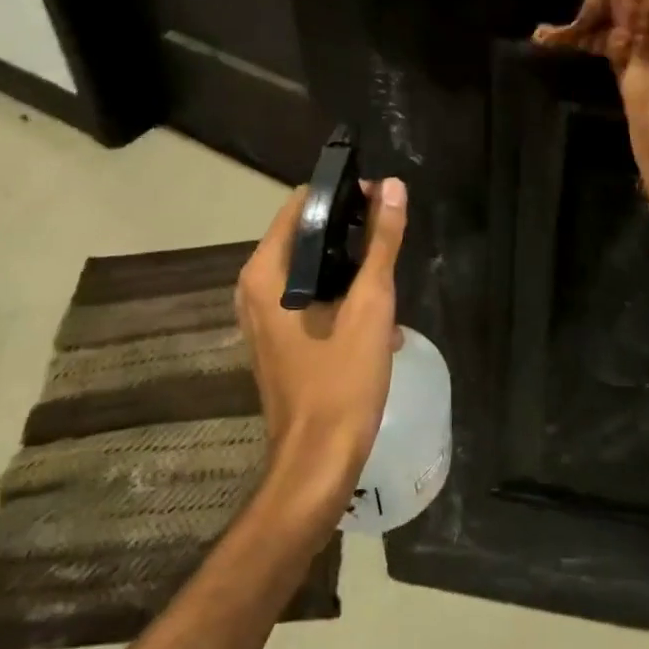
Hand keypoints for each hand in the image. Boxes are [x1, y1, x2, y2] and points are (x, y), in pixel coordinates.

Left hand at [234, 177, 407, 536]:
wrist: (319, 461)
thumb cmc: (342, 379)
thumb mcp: (371, 304)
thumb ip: (382, 241)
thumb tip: (392, 187)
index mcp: (267, 272)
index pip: (302, 204)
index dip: (343, 196)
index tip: (381, 203)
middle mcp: (256, 288)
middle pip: (309, 236)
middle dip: (353, 237)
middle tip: (391, 244)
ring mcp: (265, 317)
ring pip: (315, 270)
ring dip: (354, 272)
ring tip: (390, 287)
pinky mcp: (280, 339)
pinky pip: (313, 299)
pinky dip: (344, 300)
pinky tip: (380, 324)